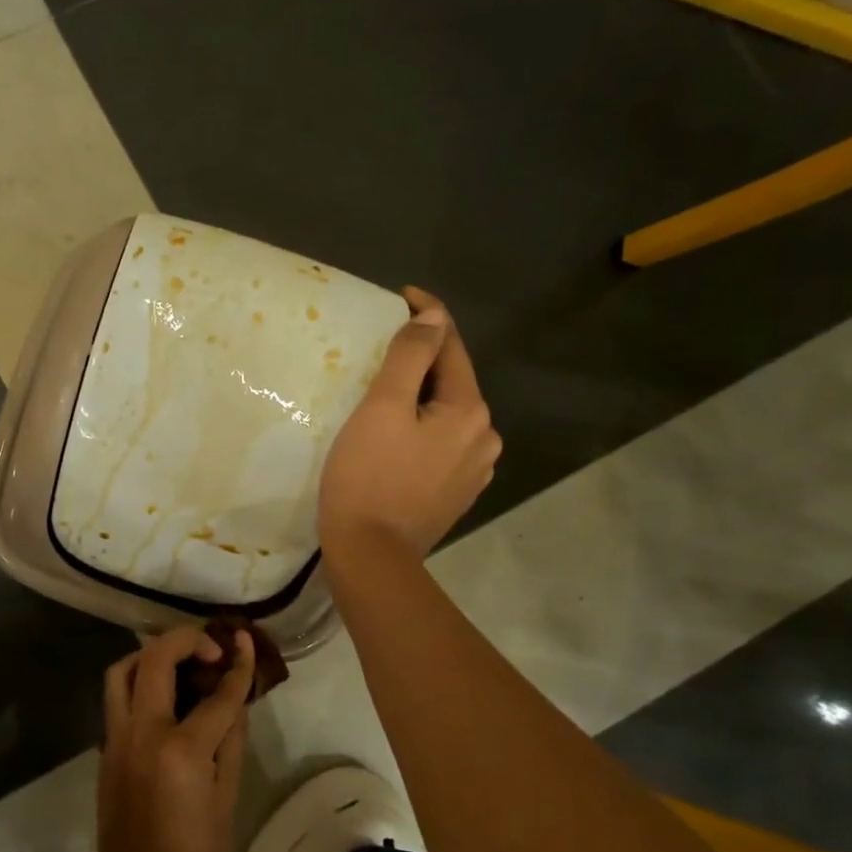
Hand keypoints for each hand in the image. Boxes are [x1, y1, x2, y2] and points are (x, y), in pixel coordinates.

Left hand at [95, 625, 253, 851]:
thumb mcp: (227, 798)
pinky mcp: (104, 749)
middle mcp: (142, 733)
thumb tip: (235, 696)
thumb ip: (231, 738)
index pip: (216, 694)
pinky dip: (137, 682)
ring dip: (150, 654)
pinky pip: (116, 698)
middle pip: (156, 659)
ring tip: (180, 664)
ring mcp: (115, 738)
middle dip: (186, 640)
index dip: (237, 665)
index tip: (245, 642)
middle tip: (211, 649)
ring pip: (121, 670)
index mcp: (181, 751)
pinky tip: (163, 697)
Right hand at [319, 286, 499, 559]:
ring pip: (446, 416)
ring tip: (385, 398)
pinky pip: (441, 446)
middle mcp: (484, 438)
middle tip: (381, 351)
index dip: (428, 317)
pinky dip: (421, 431)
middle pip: (452, 383)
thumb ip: (411, 357)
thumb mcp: (382, 408)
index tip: (401, 296)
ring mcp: (473, 470)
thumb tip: (434, 317)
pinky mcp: (455, 494)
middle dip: (423, 361)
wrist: (371, 554)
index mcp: (469, 411)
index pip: (452, 347)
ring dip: (422, 399)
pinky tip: (396, 439)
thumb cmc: (368, 476)